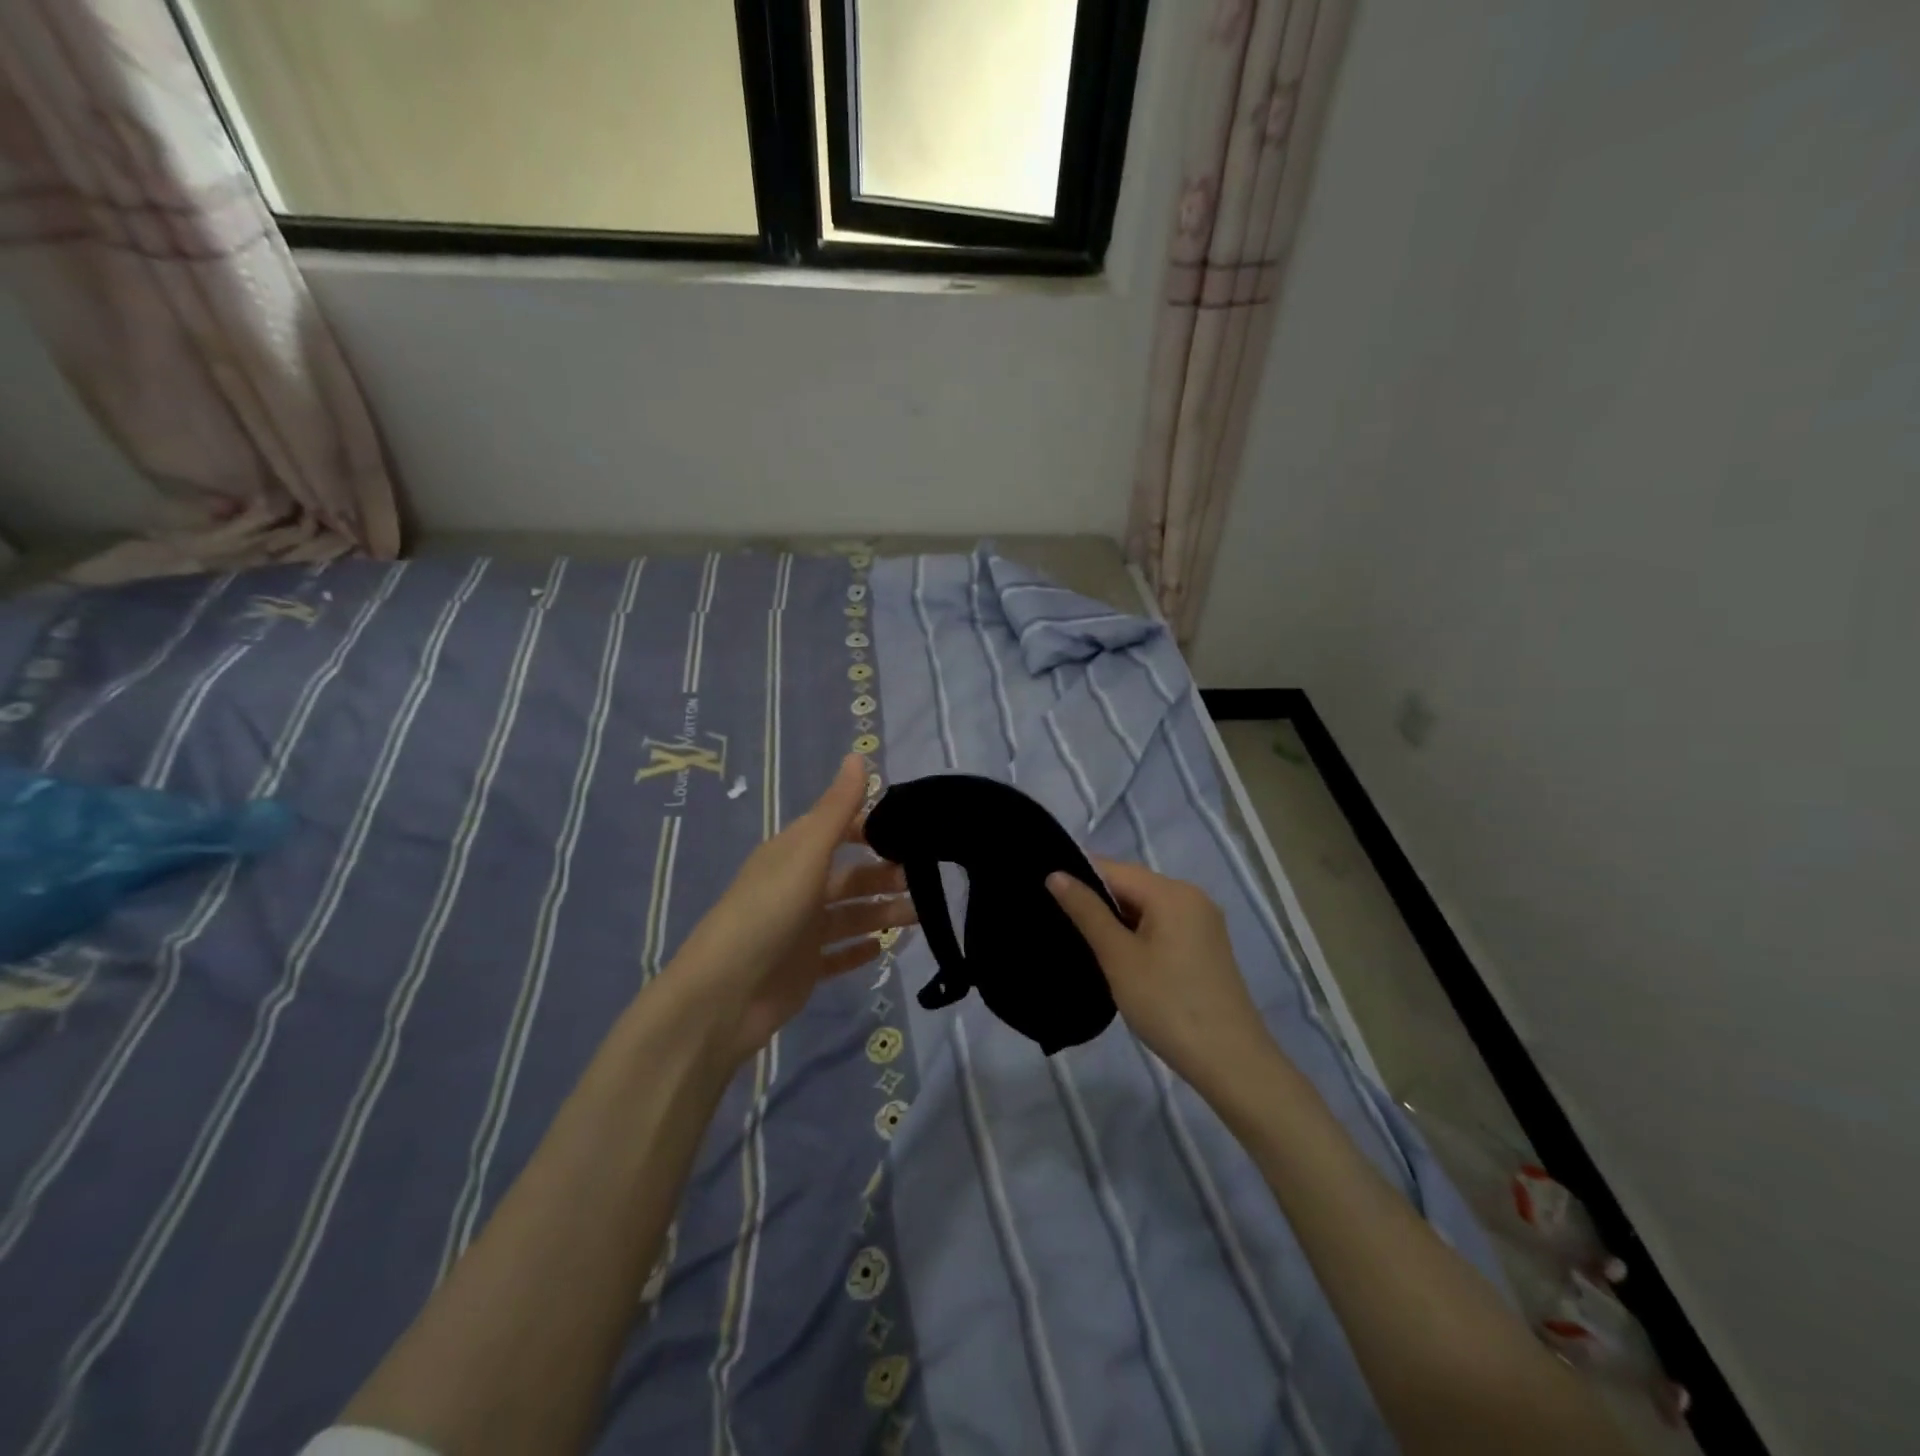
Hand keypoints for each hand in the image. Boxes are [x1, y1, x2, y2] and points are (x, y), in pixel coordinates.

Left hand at [663, 755, 915, 1067]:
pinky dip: (861, 949)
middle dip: (886, 875)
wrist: (723, 997)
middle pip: (851, 876)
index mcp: (794, 854)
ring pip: (852, 915)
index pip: (840, 829)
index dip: (873, 828)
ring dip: (884, 912)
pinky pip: (840, 954)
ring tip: (922, 915)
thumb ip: (836, 809)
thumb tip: (857, 754)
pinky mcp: (804, 968)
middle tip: (929, 880)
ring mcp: (801, 930)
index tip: (915, 832)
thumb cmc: (767, 913)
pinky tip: (887, 948)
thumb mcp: (806, 854)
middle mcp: (798, 887)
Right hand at [1048, 859, 1275, 1093]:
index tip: (1044, 895)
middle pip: (1132, 886)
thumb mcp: (1118, 957)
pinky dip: (1137, 934)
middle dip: (1096, 900)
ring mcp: (1202, 922)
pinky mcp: (1205, 947)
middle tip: (1056, 921)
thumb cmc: (1168, 1005)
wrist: (1230, 1062)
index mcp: (1172, 892)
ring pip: (1146, 907)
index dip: (1078, 878)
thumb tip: (1056, 874)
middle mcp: (1191, 897)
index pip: (1113, 869)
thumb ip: (1087, 912)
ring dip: (1115, 920)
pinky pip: (1162, 925)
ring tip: (1080, 939)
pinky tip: (1117, 956)